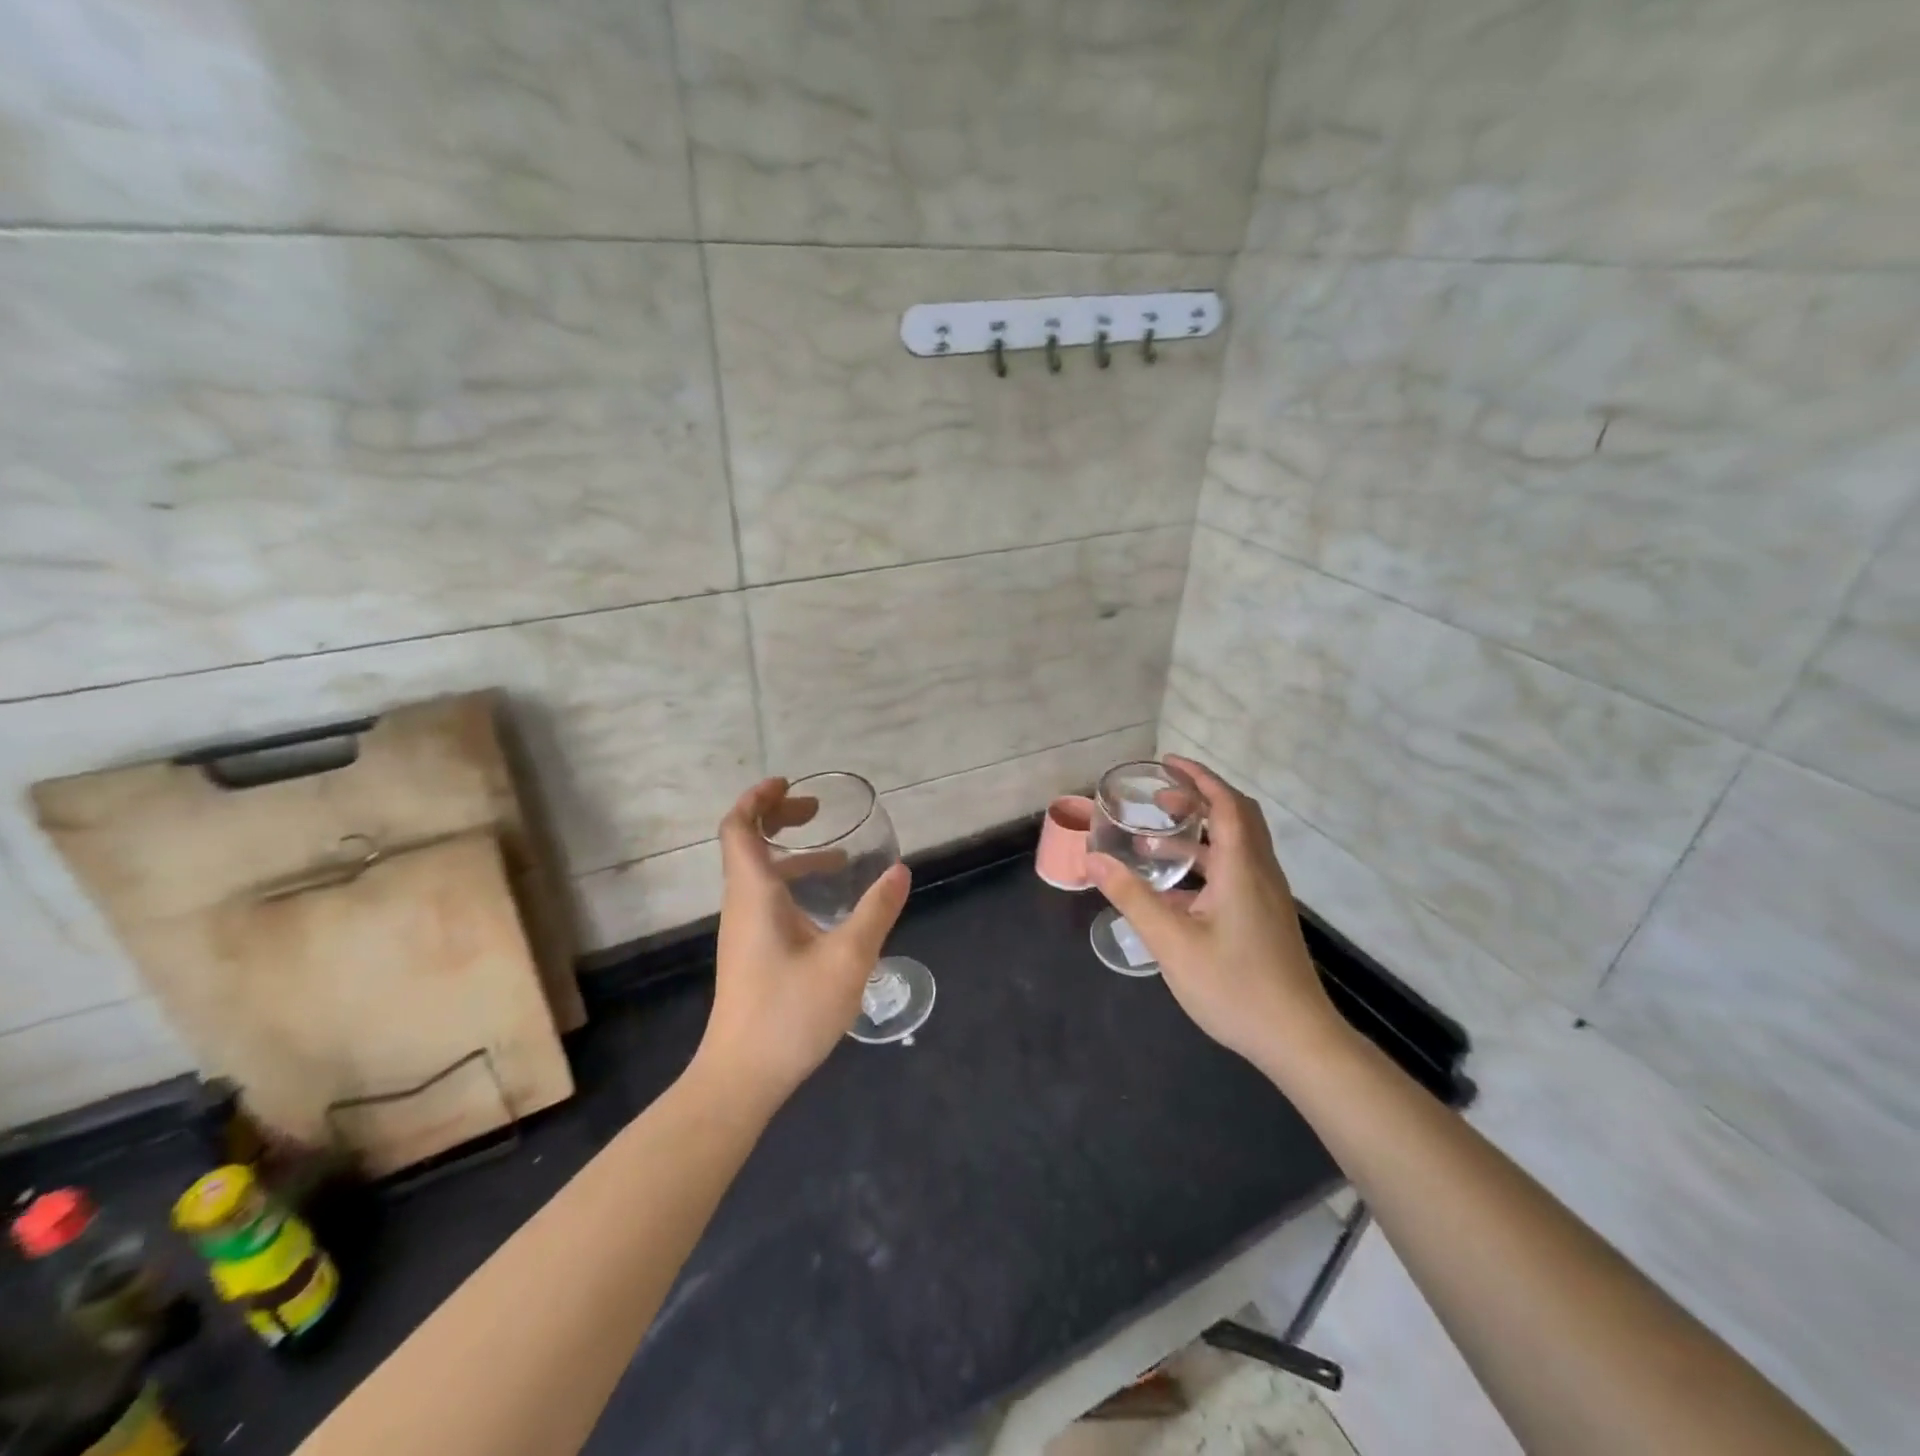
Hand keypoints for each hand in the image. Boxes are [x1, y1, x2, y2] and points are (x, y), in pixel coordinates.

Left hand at [697, 778, 911, 1103]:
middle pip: (745, 843)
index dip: (759, 798)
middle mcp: (742, 904)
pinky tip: (828, 905)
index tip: (791, 784)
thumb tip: (900, 871)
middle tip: (818, 811)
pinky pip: (766, 898)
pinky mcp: (751, 952)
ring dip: (791, 853)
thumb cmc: (790, 1012)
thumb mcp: (847, 959)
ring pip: (758, 873)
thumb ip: (876, 911)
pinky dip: (793, 883)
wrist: (742, 1078)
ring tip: (838, 856)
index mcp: (754, 894)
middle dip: (778, 817)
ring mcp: (743, 930)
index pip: (738, 828)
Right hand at [1087, 756, 1346, 1075]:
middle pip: (1237, 817)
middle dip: (1199, 799)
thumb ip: (1131, 898)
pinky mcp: (1265, 919)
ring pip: (1237, 847)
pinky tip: (1175, 893)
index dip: (1198, 777)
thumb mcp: (1171, 942)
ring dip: (1200, 834)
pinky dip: (1207, 864)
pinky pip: (1237, 873)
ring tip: (1154, 843)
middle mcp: (1260, 873)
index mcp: (1243, 868)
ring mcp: (1267, 898)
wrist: (1296, 1039)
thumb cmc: (1234, 986)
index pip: (1226, 803)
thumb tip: (1093, 861)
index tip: (1167, 764)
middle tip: (1158, 800)